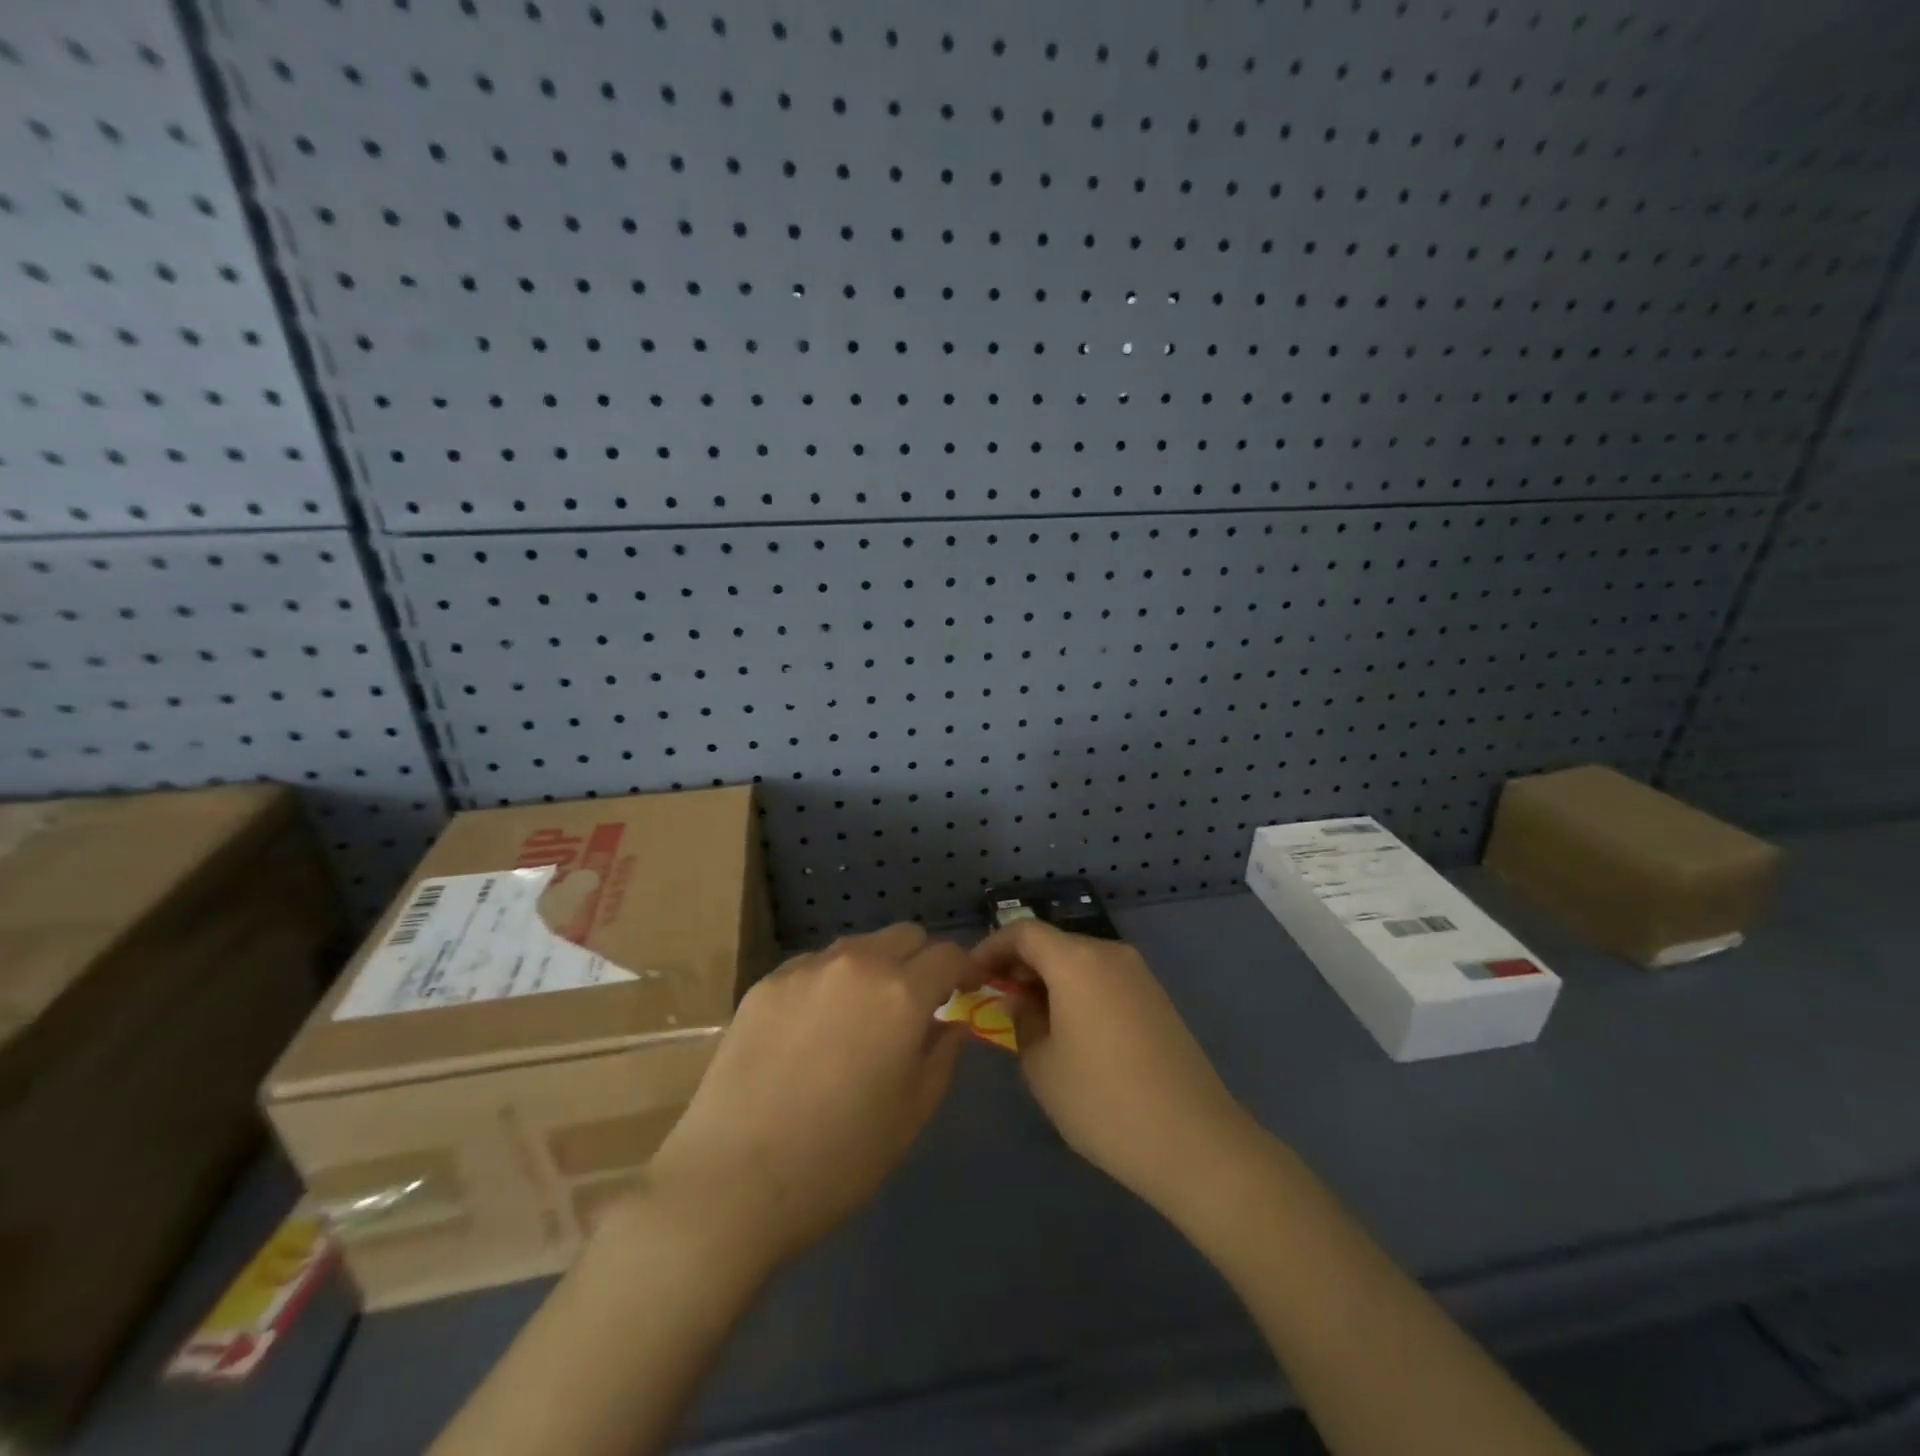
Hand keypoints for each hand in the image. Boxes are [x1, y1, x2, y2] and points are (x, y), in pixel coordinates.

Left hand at [637, 923, 973, 1272]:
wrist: (733, 1180)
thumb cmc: (839, 1158)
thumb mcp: (912, 1113)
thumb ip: (942, 1055)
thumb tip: (951, 1022)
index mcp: (901, 993)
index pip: (948, 954)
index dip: (963, 969)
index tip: (963, 991)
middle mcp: (857, 964)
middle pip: (904, 935)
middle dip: (920, 960)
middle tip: (913, 1004)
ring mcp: (806, 969)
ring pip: (857, 947)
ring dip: (874, 968)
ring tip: (859, 1018)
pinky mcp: (766, 982)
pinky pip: (814, 966)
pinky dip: (829, 984)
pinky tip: (811, 1031)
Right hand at [973, 921, 1253, 1214]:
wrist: (1194, 1141)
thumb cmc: (1103, 1100)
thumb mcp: (1042, 1065)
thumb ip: (1021, 1021)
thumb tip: (1018, 1001)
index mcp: (1077, 960)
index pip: (1023, 932)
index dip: (991, 948)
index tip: (971, 977)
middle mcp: (1109, 953)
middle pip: (1053, 943)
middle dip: (1019, 966)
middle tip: (995, 1002)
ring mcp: (1138, 975)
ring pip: (1079, 962)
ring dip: (1049, 980)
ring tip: (1028, 1021)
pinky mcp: (1156, 999)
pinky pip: (1104, 980)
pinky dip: (1077, 992)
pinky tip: (1069, 1032)